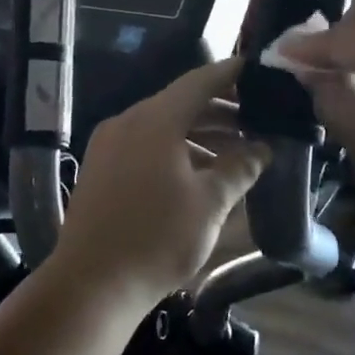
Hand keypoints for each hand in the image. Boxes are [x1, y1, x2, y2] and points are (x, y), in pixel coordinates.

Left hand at [55, 57, 268, 297]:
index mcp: (154, 120)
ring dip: (200, 136)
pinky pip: (145, 146)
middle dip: (221, 113)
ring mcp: (109, 145)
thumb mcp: (210, 203)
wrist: (92, 284)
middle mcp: (127, 122)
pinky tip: (199, 175)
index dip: (230, 74)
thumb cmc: (157, 238)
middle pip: (180, 104)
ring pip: (163, 127)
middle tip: (258, 122)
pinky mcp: (101, 168)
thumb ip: (239, 168)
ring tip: (236, 155)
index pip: (199, 82)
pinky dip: (175, 151)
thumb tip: (263, 148)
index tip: (257, 70)